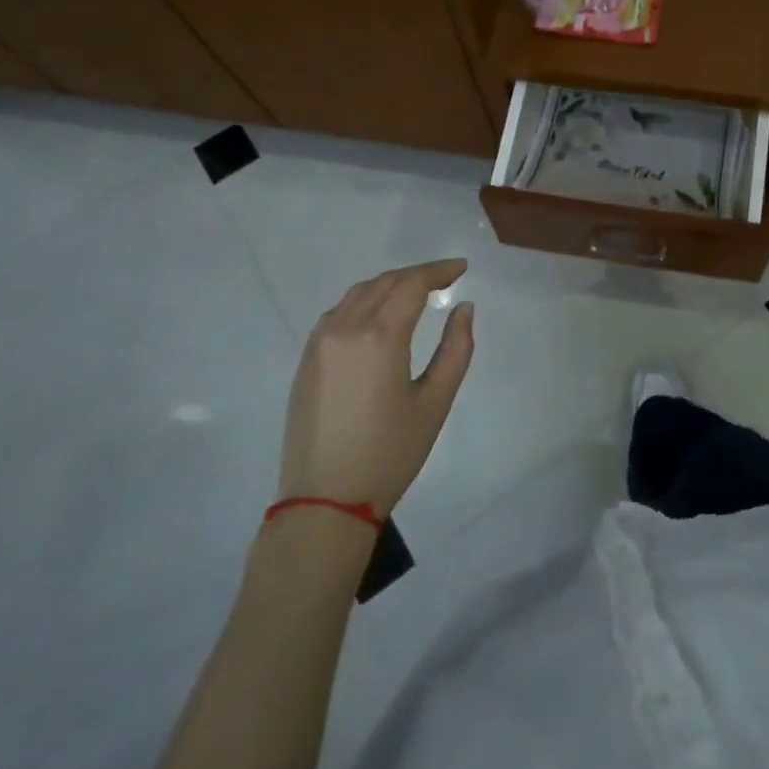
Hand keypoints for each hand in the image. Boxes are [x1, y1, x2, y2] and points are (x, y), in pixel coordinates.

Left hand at [276, 259, 475, 516]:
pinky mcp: (306, 360)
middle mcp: (345, 327)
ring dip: (389, 285)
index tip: (461, 268)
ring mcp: (319, 342)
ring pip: (358, 294)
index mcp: (380, 335)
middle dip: (416, 275)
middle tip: (445, 279)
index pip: (411, 283)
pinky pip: (338, 313)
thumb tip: (463, 308)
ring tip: (415, 293)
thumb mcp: (435, 402)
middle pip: (384, 282)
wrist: (324, 500)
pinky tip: (378, 316)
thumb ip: (456, 349)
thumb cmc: (390, 453)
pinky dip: (364, 302)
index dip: (439, 270)